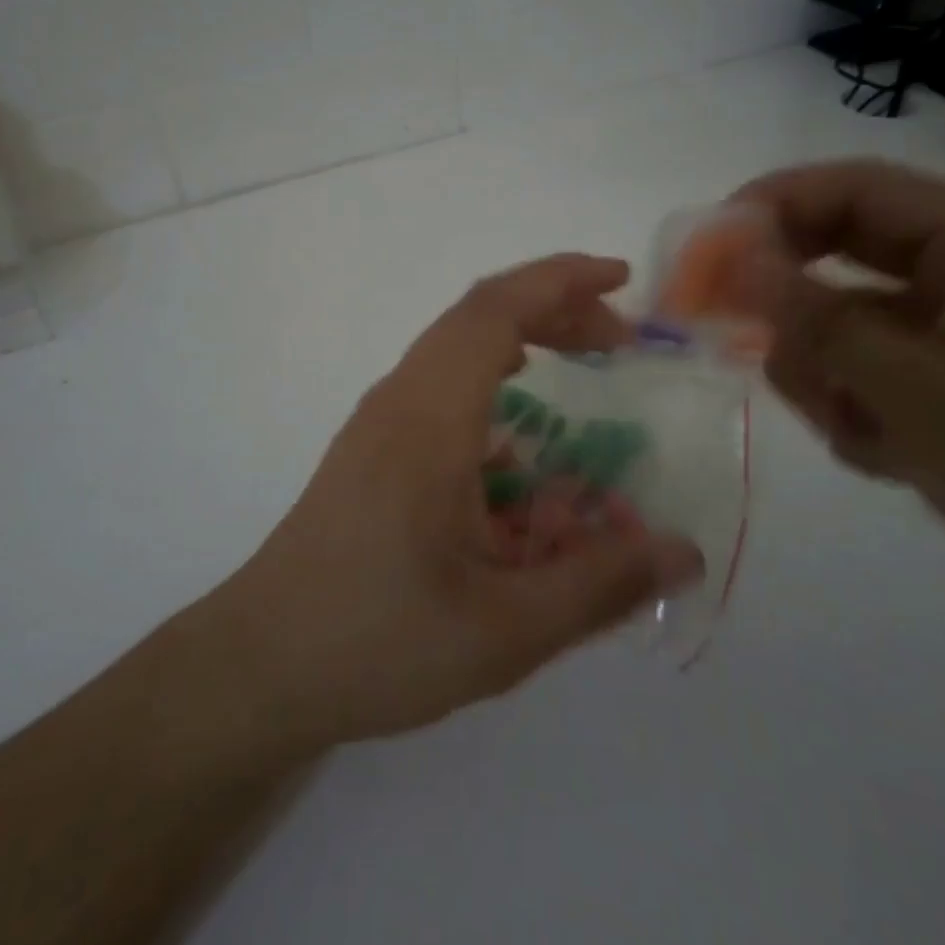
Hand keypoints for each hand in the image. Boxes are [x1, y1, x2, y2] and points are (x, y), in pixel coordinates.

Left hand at [216, 256, 702, 749]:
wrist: (261, 664)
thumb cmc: (378, 640)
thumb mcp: (505, 629)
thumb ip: (598, 585)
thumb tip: (684, 550)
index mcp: (428, 419)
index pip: (493, 310)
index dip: (560, 282)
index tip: (620, 281)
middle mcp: (398, 401)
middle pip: (476, 318)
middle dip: (553, 309)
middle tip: (619, 339)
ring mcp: (377, 423)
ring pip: (453, 348)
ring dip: (519, 339)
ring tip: (579, 365)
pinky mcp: (369, 449)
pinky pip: (436, 385)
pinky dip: (488, 377)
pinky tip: (516, 433)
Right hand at [734, 160, 944, 596]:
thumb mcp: (923, 393)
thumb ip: (818, 321)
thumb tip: (733, 261)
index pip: (858, 190)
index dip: (773, 205)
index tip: (704, 246)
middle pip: (839, 254)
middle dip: (789, 301)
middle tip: (726, 329)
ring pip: (840, 323)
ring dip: (826, 373)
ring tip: (857, 429)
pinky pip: (862, 372)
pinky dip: (854, 410)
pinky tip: (888, 456)